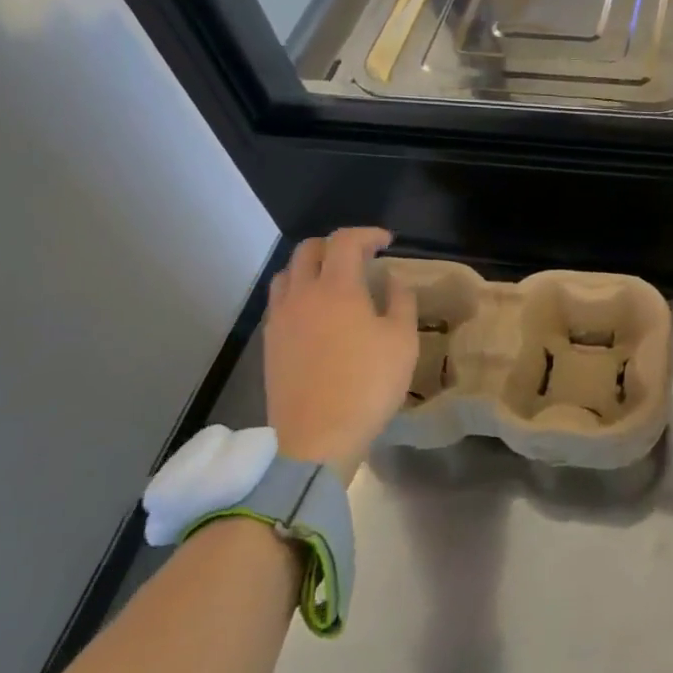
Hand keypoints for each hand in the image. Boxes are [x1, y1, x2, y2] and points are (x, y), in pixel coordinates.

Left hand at [265, 228, 417, 464]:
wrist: (316, 437)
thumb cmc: (368, 384)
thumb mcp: (402, 341)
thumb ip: (400, 302)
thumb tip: (392, 280)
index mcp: (337, 288)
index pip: (345, 241)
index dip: (367, 234)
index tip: (387, 242)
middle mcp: (302, 295)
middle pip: (308, 250)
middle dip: (335, 245)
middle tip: (360, 257)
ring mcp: (280, 319)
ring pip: (287, 274)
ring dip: (311, 267)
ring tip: (333, 281)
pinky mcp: (270, 344)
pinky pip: (279, 302)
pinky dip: (298, 293)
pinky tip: (315, 313)